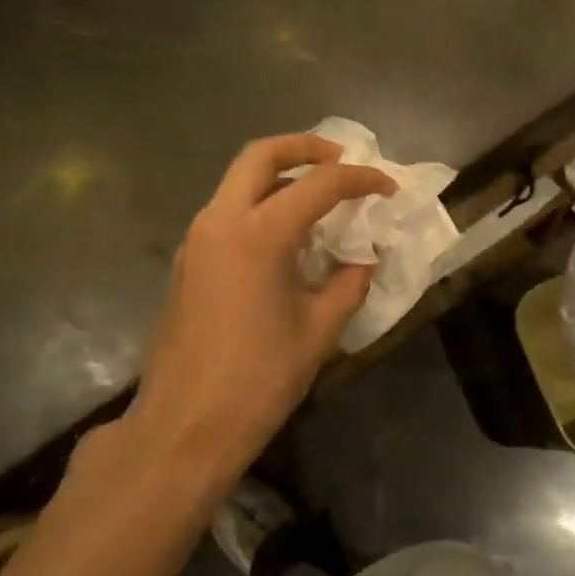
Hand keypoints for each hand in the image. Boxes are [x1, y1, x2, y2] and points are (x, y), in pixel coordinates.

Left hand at [91, 135, 394, 496]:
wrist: (185, 427)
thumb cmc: (258, 379)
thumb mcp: (319, 331)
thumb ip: (348, 285)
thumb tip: (363, 262)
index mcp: (257, 234)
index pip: (319, 185)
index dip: (360, 180)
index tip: (388, 189)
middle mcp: (219, 222)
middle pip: (259, 156)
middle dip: (304, 148)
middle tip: (340, 159)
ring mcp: (196, 241)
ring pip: (237, 183)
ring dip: (279, 176)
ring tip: (318, 197)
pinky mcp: (187, 264)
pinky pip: (227, 213)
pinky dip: (260, 206)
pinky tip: (286, 237)